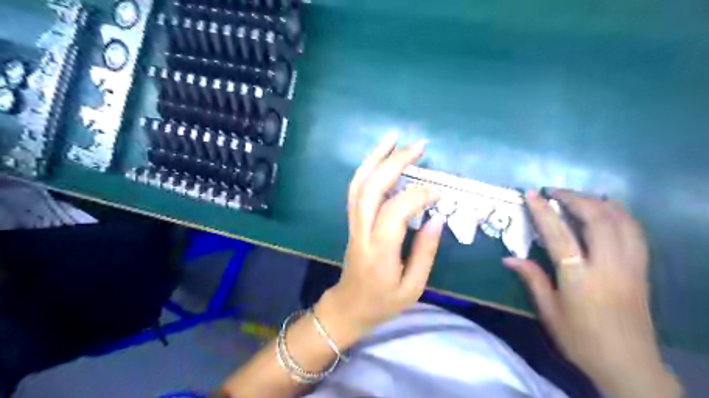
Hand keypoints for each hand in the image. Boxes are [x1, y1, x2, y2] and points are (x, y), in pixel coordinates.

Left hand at [315, 133, 440, 344]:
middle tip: (418, 146)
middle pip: (371, 189)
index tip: (438, 192)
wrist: (349, 306)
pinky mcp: (352, 220)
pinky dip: (367, 168)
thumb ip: (425, 252)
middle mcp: (362, 231)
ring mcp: (353, 224)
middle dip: (394, 163)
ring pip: (359, 184)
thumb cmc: (383, 302)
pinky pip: (356, 189)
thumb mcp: (413, 286)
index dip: (417, 196)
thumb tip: (437, 218)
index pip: (395, 212)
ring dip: (375, 158)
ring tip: (393, 137)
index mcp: (380, 251)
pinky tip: (380, 157)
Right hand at [503, 190, 680, 397]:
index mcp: (580, 277)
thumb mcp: (549, 311)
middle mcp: (609, 265)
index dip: (544, 211)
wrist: (629, 365)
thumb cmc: (581, 339)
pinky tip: (607, 211)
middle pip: (597, 218)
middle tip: (554, 191)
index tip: (532, 193)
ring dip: (598, 202)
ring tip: (578, 196)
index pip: (559, 234)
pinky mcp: (642, 269)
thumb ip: (532, 278)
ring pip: (621, 221)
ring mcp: (631, 266)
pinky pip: (635, 232)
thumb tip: (508, 258)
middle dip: (575, 197)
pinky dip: (620, 214)